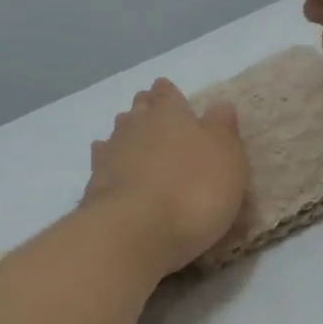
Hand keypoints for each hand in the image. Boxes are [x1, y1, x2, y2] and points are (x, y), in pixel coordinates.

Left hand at [82, 78, 248, 276]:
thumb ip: (223, 130)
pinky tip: (112, 168)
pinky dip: (108, 162)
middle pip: (139, 109)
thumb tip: (220, 105)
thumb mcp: (227, 160)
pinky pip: (101, 162)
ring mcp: (111, 153)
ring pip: (118, 132)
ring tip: (136, 141)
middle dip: (146, 109)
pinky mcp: (95, 183)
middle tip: (155, 117)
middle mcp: (137, 125)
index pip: (167, 93)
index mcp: (171, 113)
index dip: (169, 93)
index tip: (170, 95)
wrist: (136, 230)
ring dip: (127, 134)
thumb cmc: (194, 191)